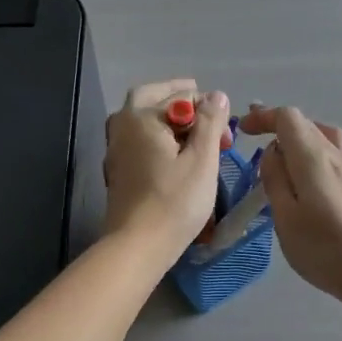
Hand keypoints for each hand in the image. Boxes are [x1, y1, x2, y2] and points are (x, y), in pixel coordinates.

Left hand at [103, 80, 228, 264]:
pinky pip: (137, 139)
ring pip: (140, 118)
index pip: (181, 94)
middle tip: (205, 110)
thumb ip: (210, 122)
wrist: (137, 246)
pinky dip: (156, 137)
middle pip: (150, 97)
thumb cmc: (175, 202)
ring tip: (192, 133)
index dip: (208, 107)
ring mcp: (115, 149)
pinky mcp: (117, 170)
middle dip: (179, 99)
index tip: (225, 133)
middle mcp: (122, 126)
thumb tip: (217, 95)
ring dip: (166, 117)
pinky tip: (173, 154)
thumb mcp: (202, 160)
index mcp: (141, 116)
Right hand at [239, 104, 341, 310]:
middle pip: (305, 123)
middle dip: (277, 125)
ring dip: (297, 137)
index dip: (263, 116)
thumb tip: (272, 153)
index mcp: (314, 158)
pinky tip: (305, 177)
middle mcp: (336, 155)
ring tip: (280, 155)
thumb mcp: (286, 218)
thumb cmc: (324, 250)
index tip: (243, 129)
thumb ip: (274, 180)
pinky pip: (332, 152)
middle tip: (252, 139)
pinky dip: (312, 151)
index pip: (288, 118)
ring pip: (322, 136)